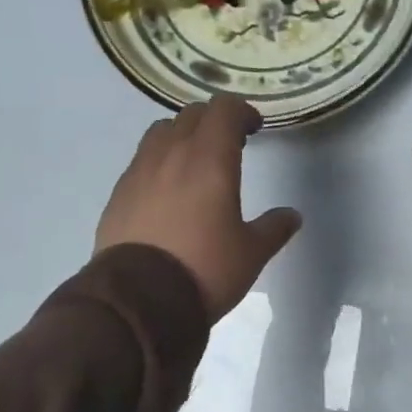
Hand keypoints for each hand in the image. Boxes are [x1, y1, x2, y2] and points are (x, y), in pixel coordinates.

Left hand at [97, 97, 301, 320]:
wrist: (139, 300)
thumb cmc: (205, 269)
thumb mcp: (252, 253)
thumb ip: (274, 228)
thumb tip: (292, 215)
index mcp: (210, 160)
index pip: (224, 110)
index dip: (243, 111)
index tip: (255, 128)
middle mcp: (171, 155)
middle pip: (191, 115)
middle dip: (214, 121)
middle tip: (231, 143)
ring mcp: (139, 172)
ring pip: (161, 132)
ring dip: (182, 136)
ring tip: (195, 162)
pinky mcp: (118, 194)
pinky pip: (142, 161)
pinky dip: (160, 162)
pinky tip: (168, 191)